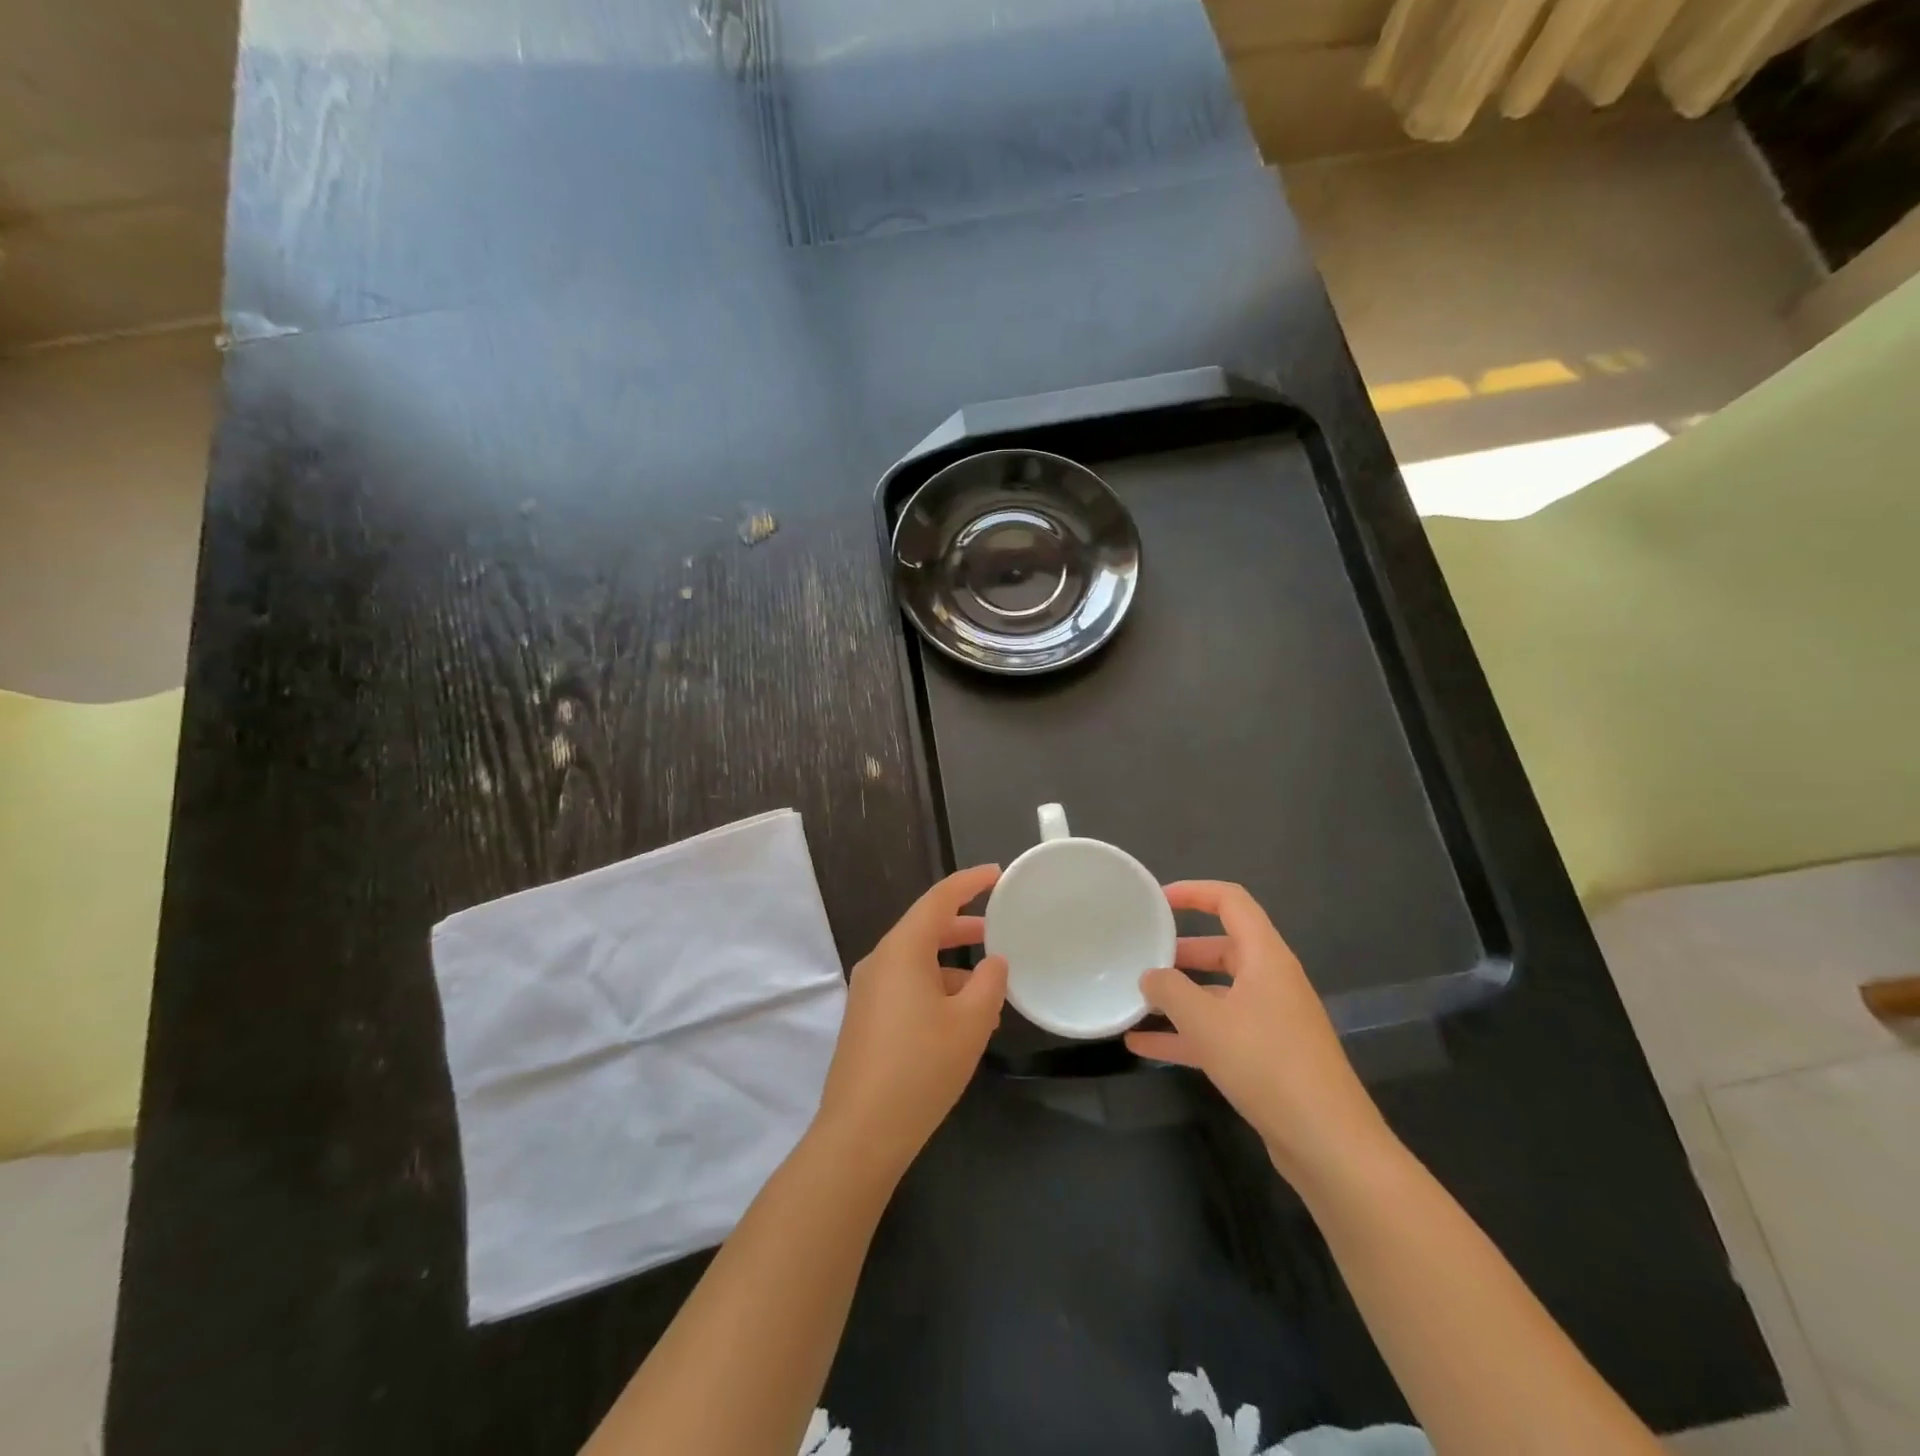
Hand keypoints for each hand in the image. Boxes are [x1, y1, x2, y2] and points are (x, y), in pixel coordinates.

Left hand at [814, 864, 1007, 1176]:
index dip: (968, 882)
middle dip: (962, 926)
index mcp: (902, 950)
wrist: (861, 1132)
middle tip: (997, 928)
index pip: (938, 899)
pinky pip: (905, 987)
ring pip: (916, 962)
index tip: (995, 873)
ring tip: (989, 990)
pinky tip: (961, 1021)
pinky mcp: (865, 1019)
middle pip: (924, 928)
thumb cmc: (921, 1067)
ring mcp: (868, 991)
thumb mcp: (971, 1022)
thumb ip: (989, 983)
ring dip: (952, 967)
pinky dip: (935, 989)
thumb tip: (993, 962)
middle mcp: (879, 961)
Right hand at [1124, 881, 1393, 1185]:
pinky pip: (1220, 1032)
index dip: (1193, 892)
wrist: (1328, 1143)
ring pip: (1217, 994)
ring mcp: (1271, 1020)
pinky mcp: (1268, 1057)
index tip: (1156, 901)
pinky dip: (1186, 1034)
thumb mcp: (1205, 1022)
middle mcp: (1271, 981)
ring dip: (1179, 996)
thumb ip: (1170, 990)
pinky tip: (1144, 1046)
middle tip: (1142, 956)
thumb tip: (1150, 977)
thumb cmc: (1266, 1064)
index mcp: (1266, 957)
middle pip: (1222, 948)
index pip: (1231, 901)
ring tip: (1135, 1000)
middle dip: (1180, 951)